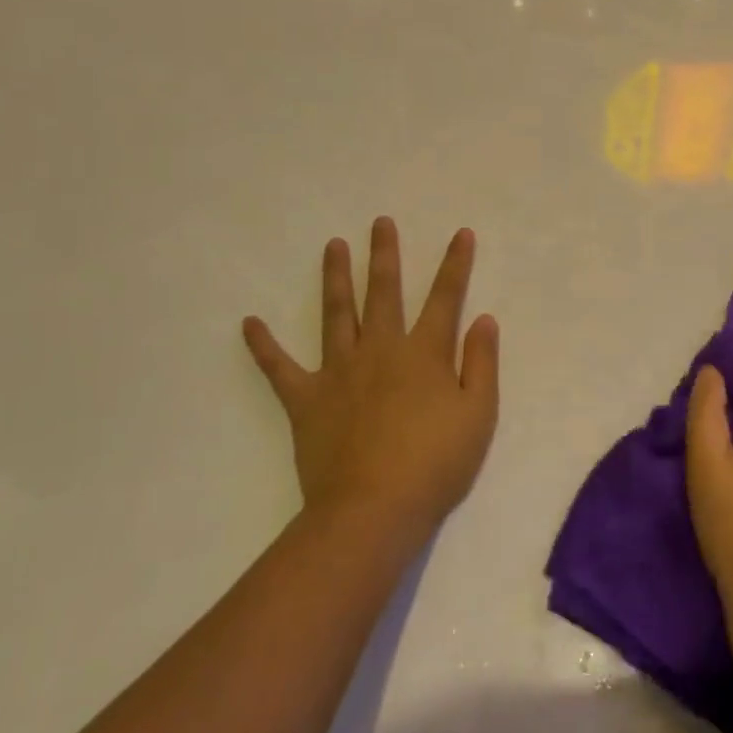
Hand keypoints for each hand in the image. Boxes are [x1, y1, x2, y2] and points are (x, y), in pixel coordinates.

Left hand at [243, 218, 499, 538]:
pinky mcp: (306, 399)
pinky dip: (263, 346)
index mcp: (424, 353)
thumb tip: (483, 319)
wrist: (374, 508)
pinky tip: (249, 323)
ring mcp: (339, 371)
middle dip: (384, 255)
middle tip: (379, 223)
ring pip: (336, 313)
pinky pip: (280, 367)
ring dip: (335, 278)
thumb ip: (481, 363)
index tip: (460, 233)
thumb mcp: (478, 414)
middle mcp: (380, 349)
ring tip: (332, 246)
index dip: (455, 264)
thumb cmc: (436, 463)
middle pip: (383, 292)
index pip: (445, 298)